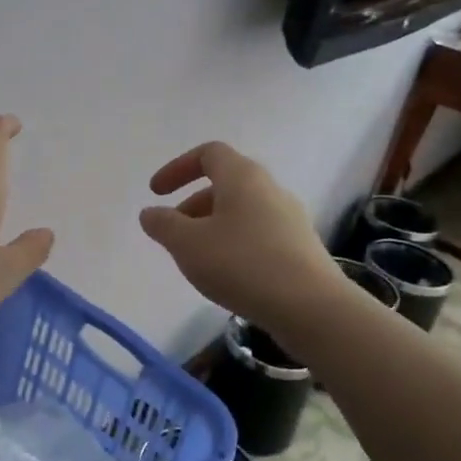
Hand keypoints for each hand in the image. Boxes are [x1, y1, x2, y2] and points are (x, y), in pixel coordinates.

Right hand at [139, 141, 341, 325]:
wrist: (310, 307)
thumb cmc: (242, 264)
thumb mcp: (188, 244)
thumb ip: (163, 224)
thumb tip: (150, 213)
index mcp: (243, 177)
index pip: (209, 153)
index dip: (178, 168)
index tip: (156, 193)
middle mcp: (270, 189)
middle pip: (225, 183)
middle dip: (192, 204)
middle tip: (173, 231)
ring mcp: (290, 218)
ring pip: (242, 211)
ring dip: (212, 226)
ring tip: (196, 259)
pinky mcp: (300, 247)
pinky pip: (258, 234)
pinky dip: (234, 244)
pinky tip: (227, 275)